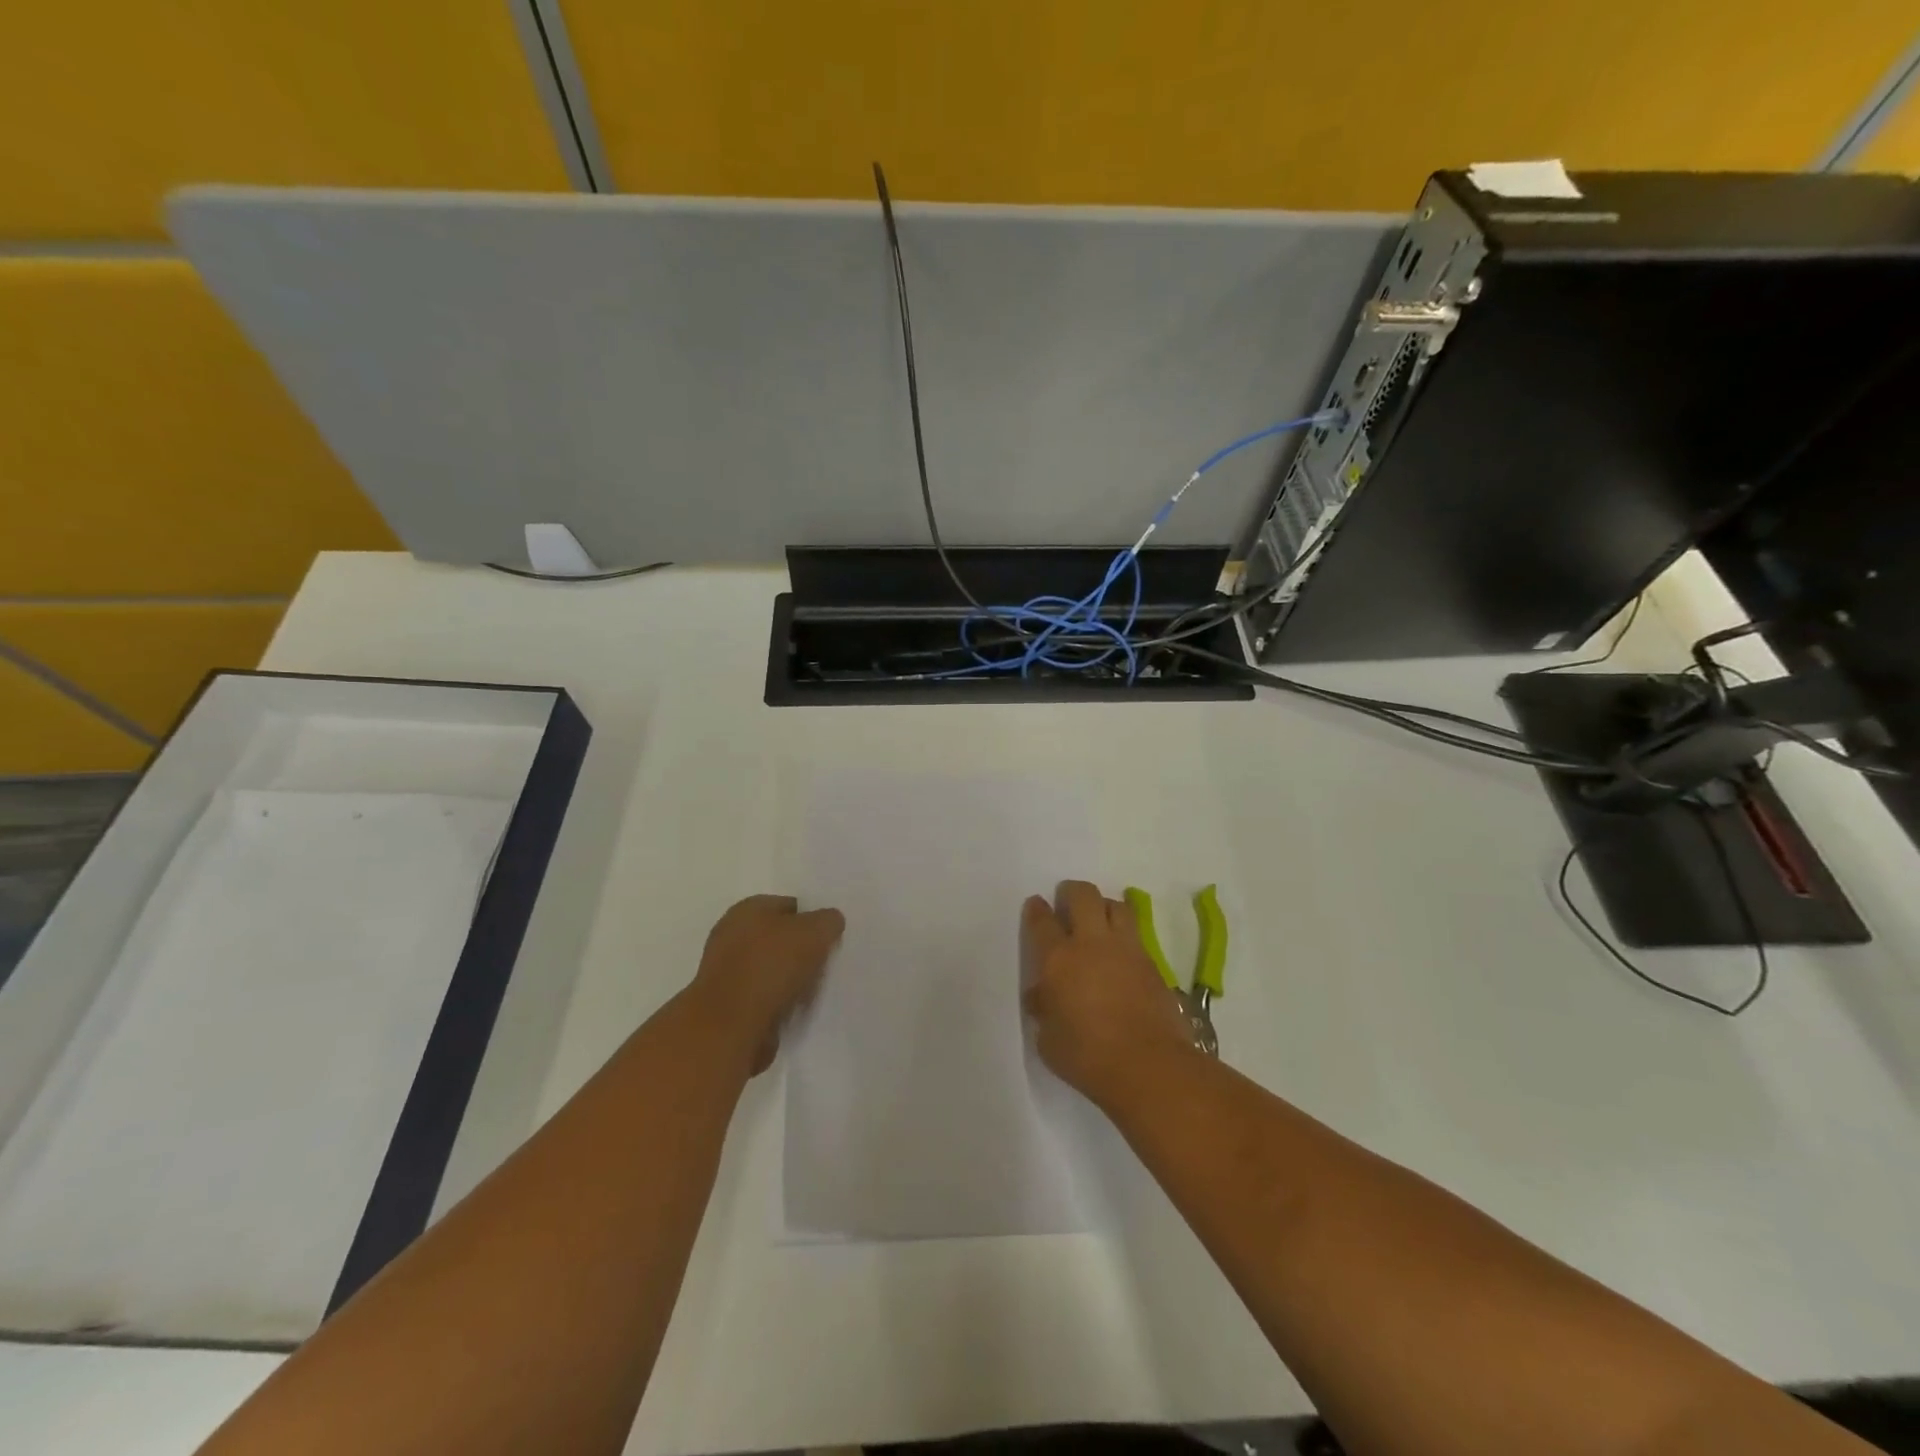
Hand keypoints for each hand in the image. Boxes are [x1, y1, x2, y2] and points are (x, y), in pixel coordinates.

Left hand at [691, 895, 844, 1075]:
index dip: (812, 920)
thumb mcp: (815, 932)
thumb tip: (829, 922)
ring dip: (791, 980)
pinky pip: (763, 997)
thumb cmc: (771, 967)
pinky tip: (793, 1010)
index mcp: (748, 909)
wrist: (730, 1028)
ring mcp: (726, 971)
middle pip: (779, 938)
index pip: (789, 905)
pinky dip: (778, 1002)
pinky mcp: (727, 1005)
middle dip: (801, 951)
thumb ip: (828, 921)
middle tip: (824, 965)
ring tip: (811, 992)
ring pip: (772, 970)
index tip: (829, 939)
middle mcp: (731, 934)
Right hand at [1022, 880, 1196, 1106]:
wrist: (1148, 1066)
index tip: (1036, 905)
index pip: (1042, 921)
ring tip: (1098, 922)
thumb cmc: (1087, 1057)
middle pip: (1083, 895)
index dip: (1037, 909)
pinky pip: (1135, 935)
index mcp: (1058, 959)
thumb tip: (1043, 995)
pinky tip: (1120, 955)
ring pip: (1116, 905)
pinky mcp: (1152, 963)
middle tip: (1067, 904)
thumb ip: (1044, 1009)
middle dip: (1072, 892)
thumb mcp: (1048, 1039)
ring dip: (1103, 907)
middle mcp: (1092, 943)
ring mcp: (1126, 949)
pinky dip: (1124, 936)